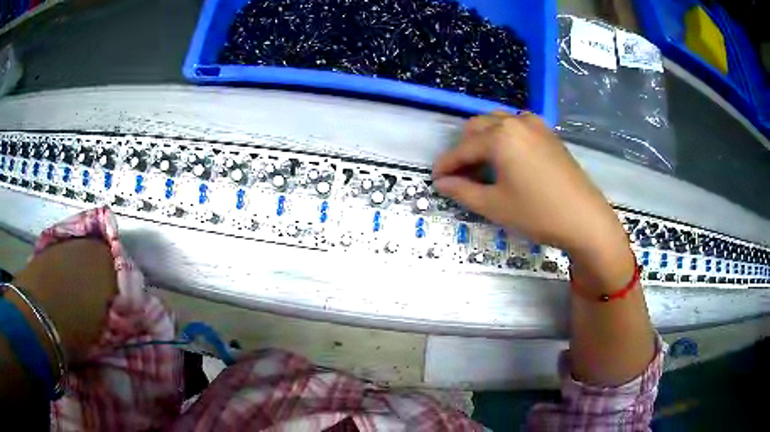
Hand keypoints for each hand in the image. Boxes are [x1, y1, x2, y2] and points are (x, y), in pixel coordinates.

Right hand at [433, 112, 632, 288]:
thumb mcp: (494, 206)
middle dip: (463, 150)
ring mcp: (535, 124)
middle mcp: (515, 121)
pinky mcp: (548, 133)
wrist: (585, 218)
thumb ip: (462, 191)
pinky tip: (507, 160)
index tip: (435, 180)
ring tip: (483, 167)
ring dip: (483, 141)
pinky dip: (503, 138)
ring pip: (496, 123)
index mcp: (499, 135)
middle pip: (476, 127)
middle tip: (460, 177)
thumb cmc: (538, 213)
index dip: (446, 165)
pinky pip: (516, 127)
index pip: (462, 148)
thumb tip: (442, 183)